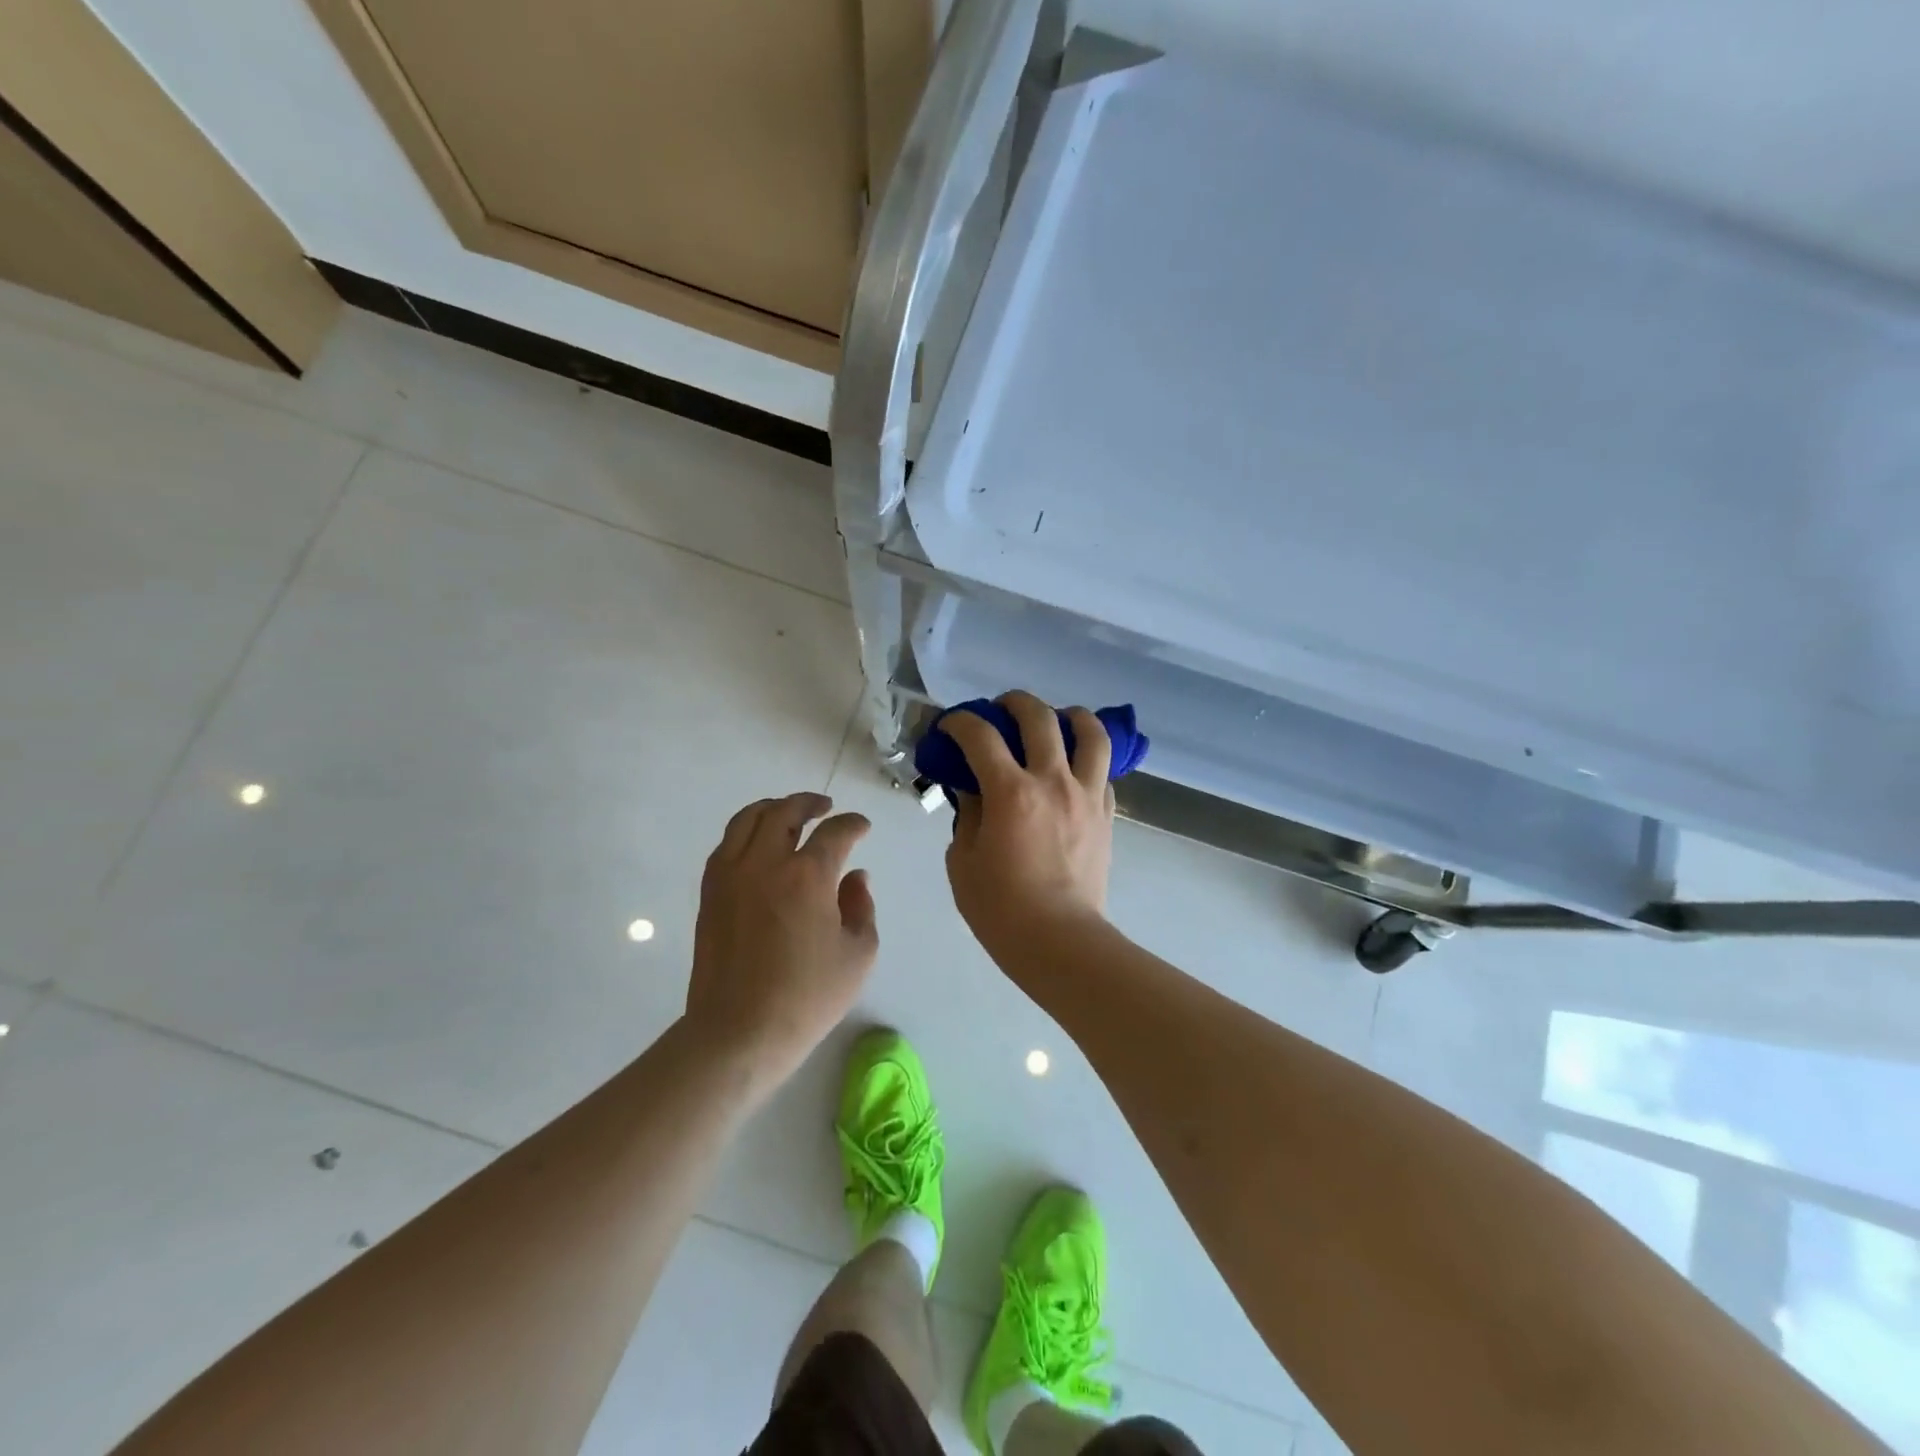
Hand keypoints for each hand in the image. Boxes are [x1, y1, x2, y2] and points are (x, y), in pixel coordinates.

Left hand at [685, 792, 877, 1097]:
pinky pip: (727, 844)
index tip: (862, 828)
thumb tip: (855, 877)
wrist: (739, 1032)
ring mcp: (731, 875)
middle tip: (826, 808)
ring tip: (789, 814)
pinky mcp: (710, 892)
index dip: (853, 824)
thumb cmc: (807, 997)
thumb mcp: (858, 955)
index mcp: (808, 876)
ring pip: (748, 819)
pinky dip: (746, 832)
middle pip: (785, 811)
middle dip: (810, 803)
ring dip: (774, 809)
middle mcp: (766, 863)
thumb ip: (861, 907)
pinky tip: (759, 844)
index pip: (835, 832)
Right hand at [942, 691, 1114, 963]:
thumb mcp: (963, 860)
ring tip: (1057, 721)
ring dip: (1070, 716)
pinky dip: (1087, 760)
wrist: (1059, 941)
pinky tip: (1073, 770)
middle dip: (1014, 703)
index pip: (981, 735)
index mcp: (1011, 792)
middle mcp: (1053, 781)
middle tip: (1000, 711)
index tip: (951, 727)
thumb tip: (972, 788)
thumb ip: (968, 814)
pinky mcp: (1106, 814)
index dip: (960, 722)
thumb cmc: (1000, 908)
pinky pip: (1103, 771)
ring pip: (1091, 733)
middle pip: (1039, 717)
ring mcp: (1086, 795)